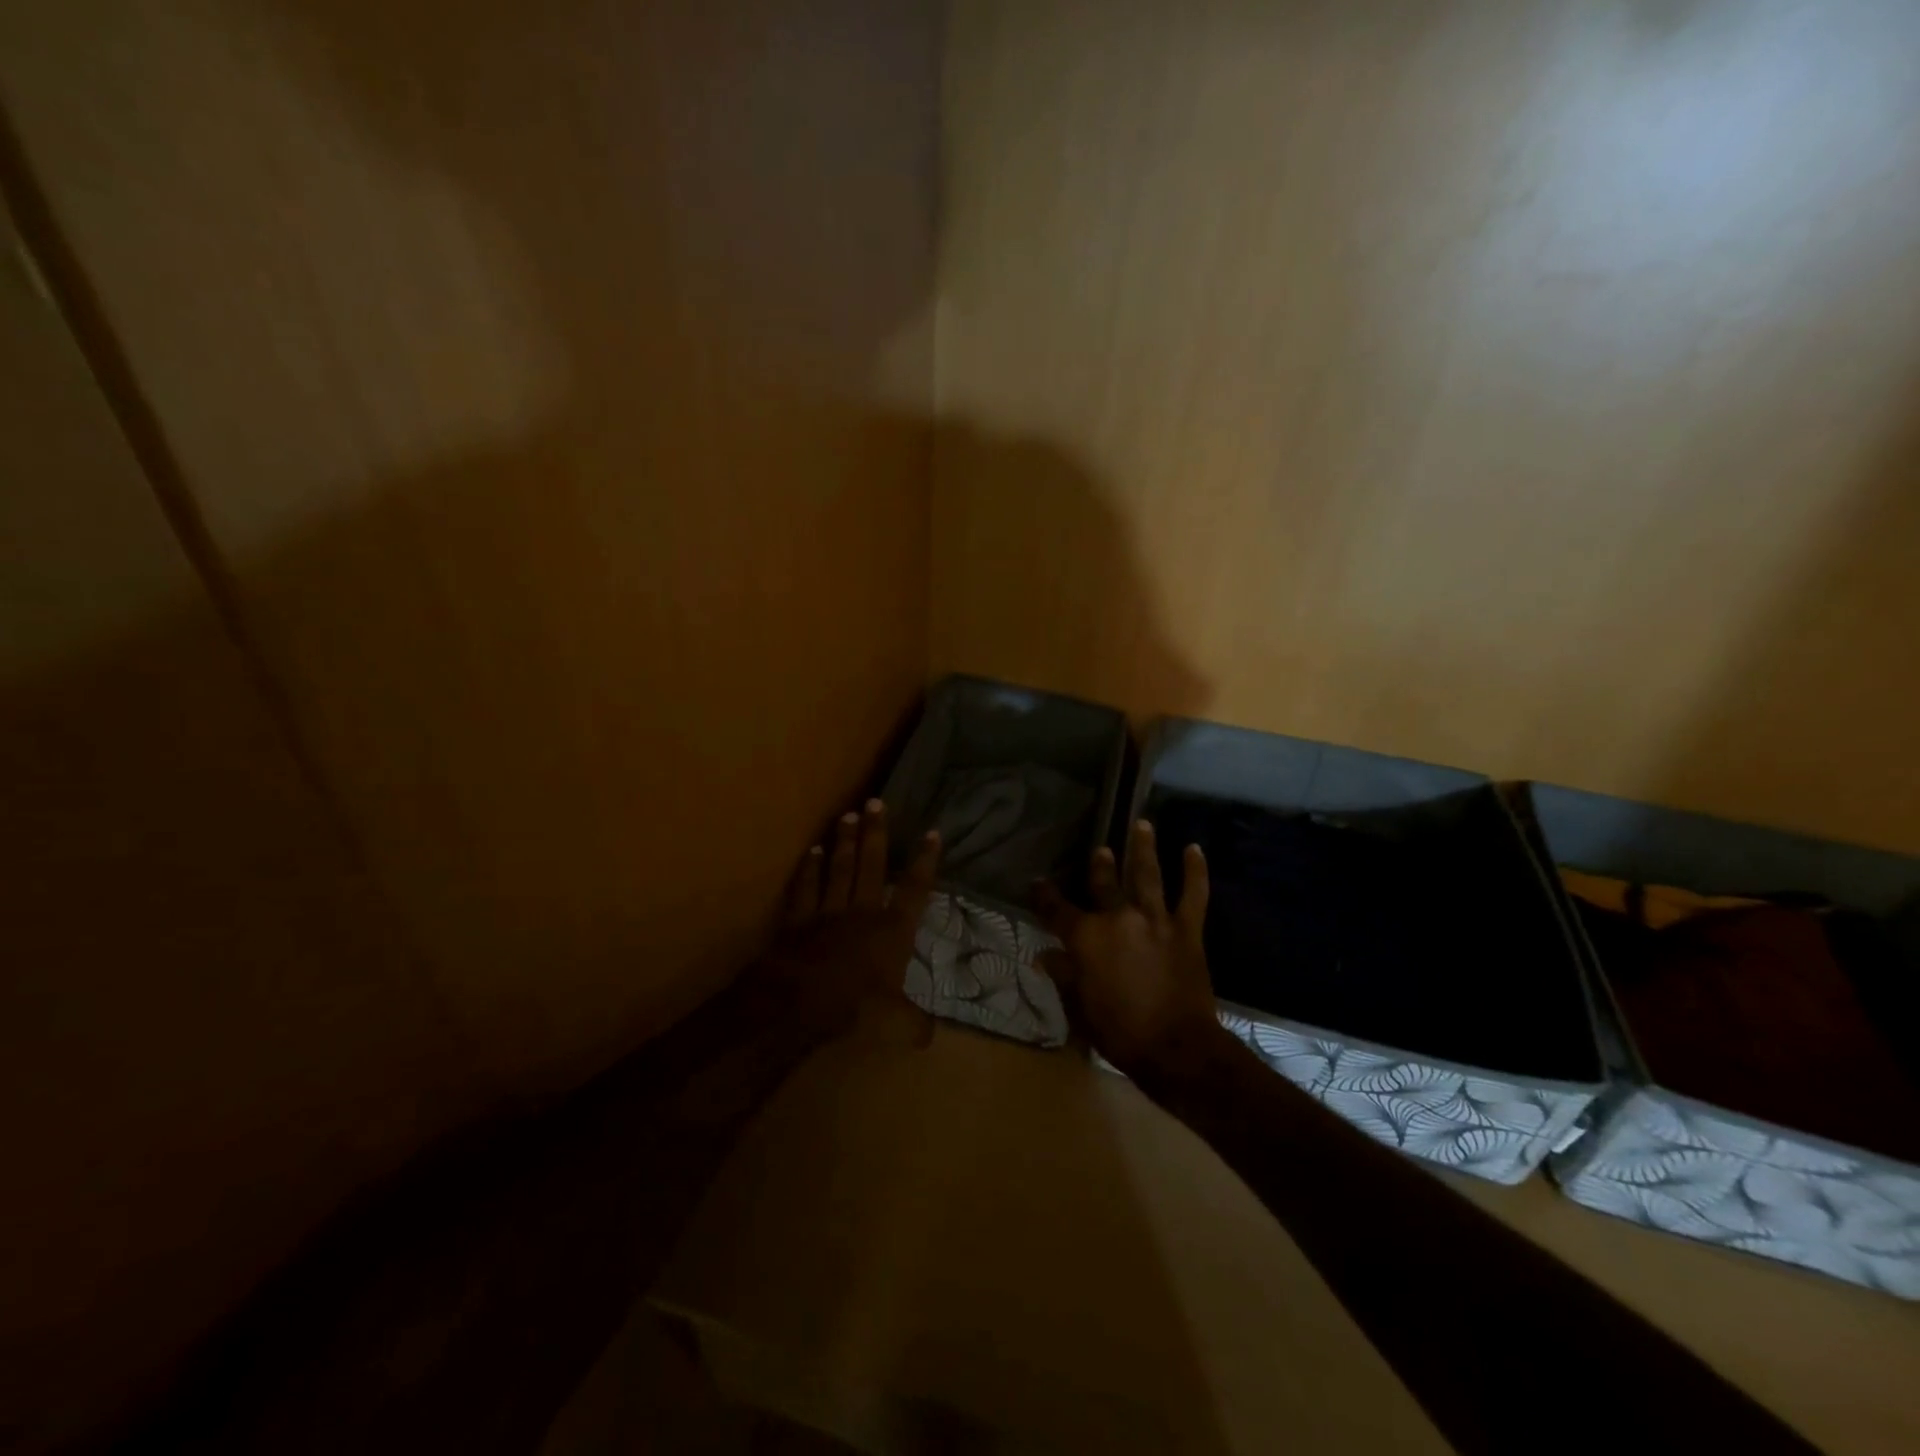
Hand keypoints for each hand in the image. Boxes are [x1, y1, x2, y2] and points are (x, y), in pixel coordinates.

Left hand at [757, 800, 940, 1040]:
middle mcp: (863, 911)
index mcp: (893, 931)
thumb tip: (929, 1036)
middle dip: (876, 833)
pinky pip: (805, 888)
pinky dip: (808, 870)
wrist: (800, 1002)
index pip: (915, 889)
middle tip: (876, 802)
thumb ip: (915, 1024)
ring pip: (839, 869)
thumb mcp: (896, 1023)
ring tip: (847, 815)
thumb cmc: (855, 1007)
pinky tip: (811, 851)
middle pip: (872, 865)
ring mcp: (828, 911)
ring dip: (844, 842)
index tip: (932, 832)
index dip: (925, 861)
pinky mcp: (798, 920)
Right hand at [1035, 819, 1223, 1080]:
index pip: (1057, 910)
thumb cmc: (1120, 1033)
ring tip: (1142, 824)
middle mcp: (1118, 919)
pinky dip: (1195, 871)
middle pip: (1104, 884)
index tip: (1038, 883)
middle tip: (1100, 850)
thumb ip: (1064, 976)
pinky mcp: (1187, 929)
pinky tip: (1194, 850)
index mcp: (1086, 938)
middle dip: (1100, 866)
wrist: (1177, 1049)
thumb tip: (1045, 956)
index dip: (1044, 895)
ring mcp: (1155, 920)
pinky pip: (1193, 894)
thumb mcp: (1080, 1008)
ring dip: (1143, 848)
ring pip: (1147, 875)